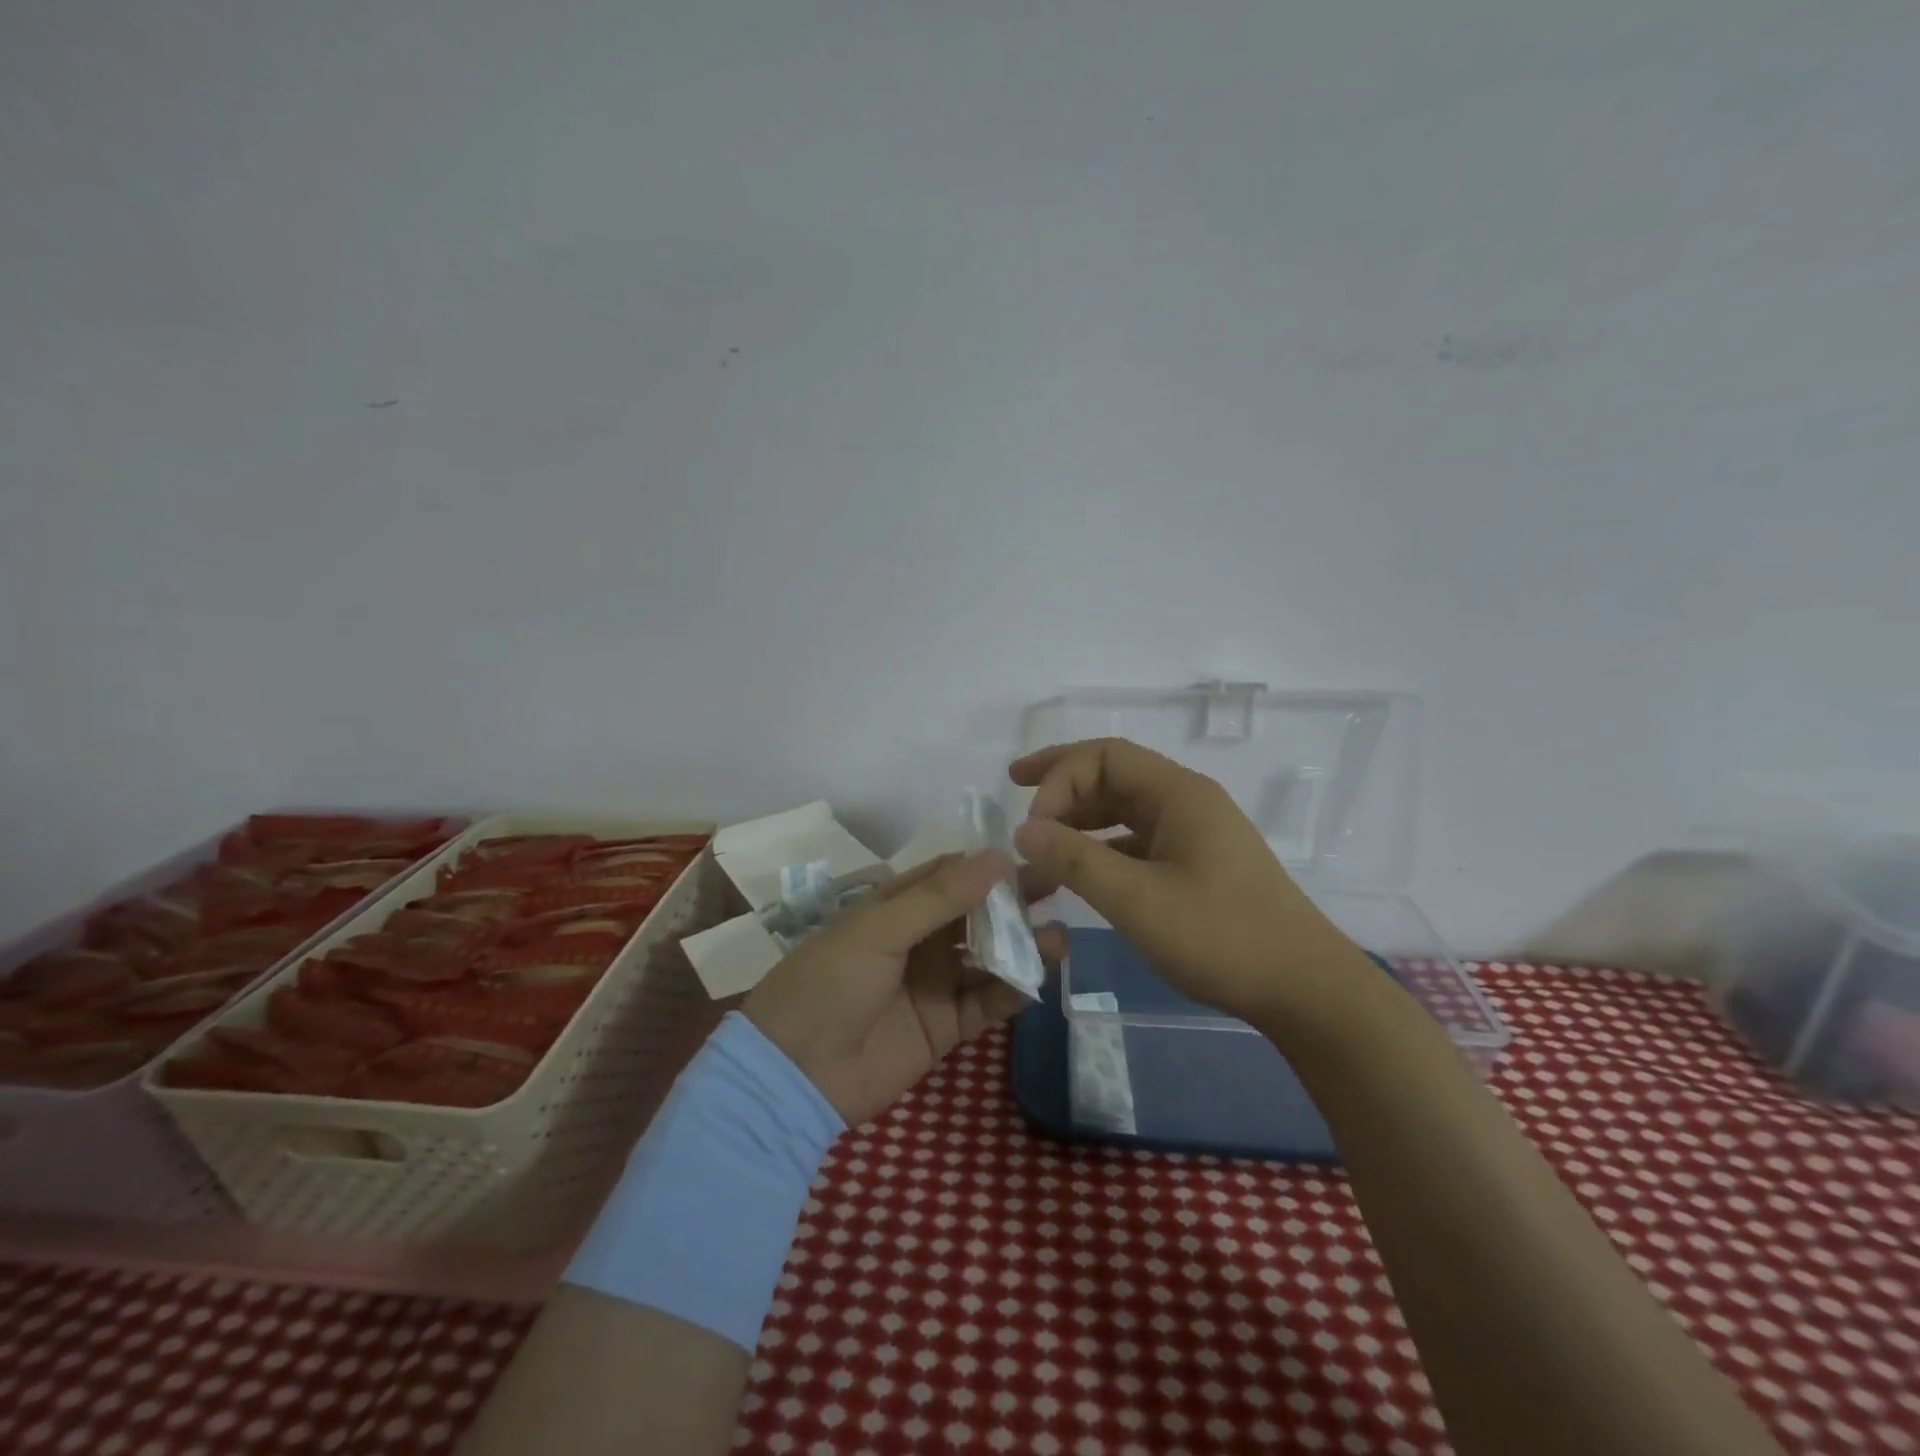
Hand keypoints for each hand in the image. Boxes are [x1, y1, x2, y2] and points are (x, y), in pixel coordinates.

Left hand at [744, 851, 1067, 1125]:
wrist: (796, 1073)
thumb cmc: (829, 982)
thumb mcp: (878, 929)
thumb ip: (939, 897)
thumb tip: (998, 857)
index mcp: (896, 907)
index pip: (951, 875)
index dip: (988, 865)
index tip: (1032, 854)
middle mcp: (920, 940)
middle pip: (976, 914)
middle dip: (1014, 903)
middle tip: (1060, 888)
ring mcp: (934, 984)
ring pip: (987, 958)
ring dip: (1021, 948)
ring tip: (1059, 938)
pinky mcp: (945, 1027)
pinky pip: (986, 1003)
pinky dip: (1011, 992)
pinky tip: (1036, 979)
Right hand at [1010, 737, 1374, 1027]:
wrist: (1305, 989)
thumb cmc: (1221, 936)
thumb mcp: (1137, 899)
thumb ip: (1075, 860)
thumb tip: (1022, 829)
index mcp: (1180, 793)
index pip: (1106, 756)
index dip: (1059, 777)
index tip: (1031, 824)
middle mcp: (1188, 802)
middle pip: (1115, 774)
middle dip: (1063, 782)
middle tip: (1015, 789)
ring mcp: (1196, 835)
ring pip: (1126, 809)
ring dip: (1081, 817)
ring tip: (1041, 836)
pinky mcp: (1199, 866)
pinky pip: (1140, 841)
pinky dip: (1104, 848)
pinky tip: (1082, 872)